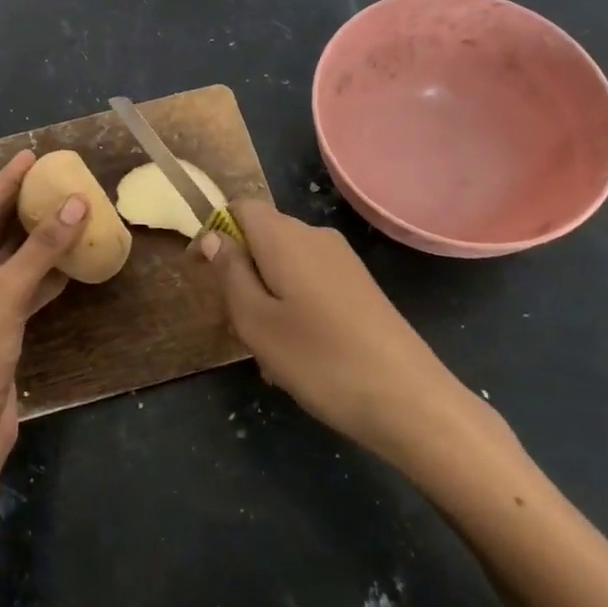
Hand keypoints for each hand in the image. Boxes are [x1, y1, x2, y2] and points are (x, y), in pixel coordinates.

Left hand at [0, 150, 88, 473]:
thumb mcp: (3, 297)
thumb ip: (41, 249)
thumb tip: (78, 203)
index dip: (4, 182)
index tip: (31, 156)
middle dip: (23, 209)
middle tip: (54, 178)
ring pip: (7, 263)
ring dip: (38, 243)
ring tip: (70, 209)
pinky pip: (18, 290)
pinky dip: (42, 276)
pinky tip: (72, 258)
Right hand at [195, 200, 505, 463]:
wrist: (408, 399)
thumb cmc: (319, 359)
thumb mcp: (256, 321)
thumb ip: (230, 272)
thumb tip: (213, 235)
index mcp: (284, 237)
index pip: (240, 207)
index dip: (214, 232)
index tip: (199, 273)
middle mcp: (315, 236)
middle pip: (263, 236)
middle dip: (241, 271)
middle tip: (236, 322)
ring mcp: (342, 261)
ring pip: (286, 264)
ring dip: (267, 296)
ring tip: (268, 351)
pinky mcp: (360, 286)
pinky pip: (311, 282)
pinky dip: (293, 307)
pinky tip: (299, 354)